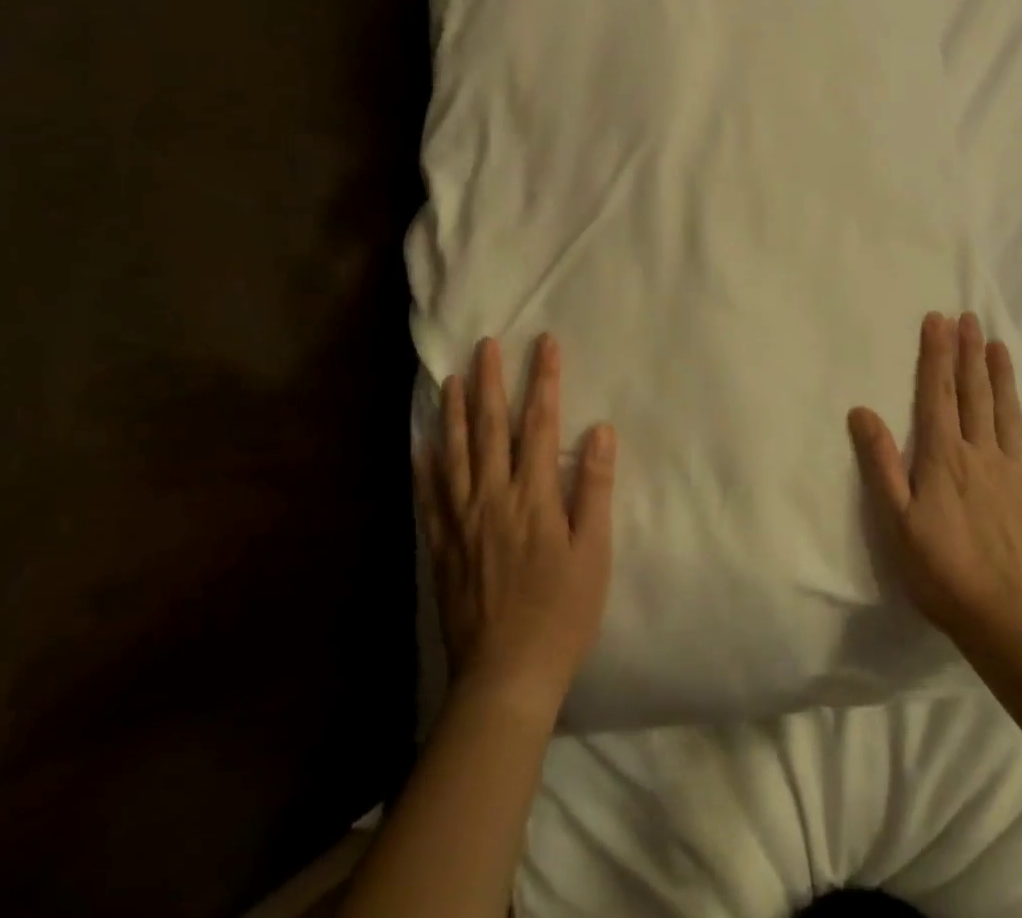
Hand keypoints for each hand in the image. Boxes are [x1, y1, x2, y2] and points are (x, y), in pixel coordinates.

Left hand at [415, 334, 616, 721]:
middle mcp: (492, 498)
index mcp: (533, 497)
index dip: (544, 380)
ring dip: (455, 413)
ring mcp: (462, 522)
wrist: (505, 677)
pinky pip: (430, 498)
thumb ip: (593, 488)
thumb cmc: (561, 614)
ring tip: (451, 379)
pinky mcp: (442, 548)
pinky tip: (422, 446)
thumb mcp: (593, 552)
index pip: (540, 423)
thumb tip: (600, 430)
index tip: (544, 343)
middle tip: (485, 345)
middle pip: (491, 429)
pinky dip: (426, 467)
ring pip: (455, 455)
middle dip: (491, 382)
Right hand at [849, 312, 1021, 652]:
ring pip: (1007, 412)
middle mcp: (981, 453)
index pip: (937, 393)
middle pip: (974, 393)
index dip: (937, 355)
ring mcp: (1016, 473)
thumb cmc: (943, 572)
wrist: (1012, 621)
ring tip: (998, 344)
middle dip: (969, 353)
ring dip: (1001, 375)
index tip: (939, 320)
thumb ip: (880, 463)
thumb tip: (862, 411)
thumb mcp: (896, 522)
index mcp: (943, 457)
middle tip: (969, 318)